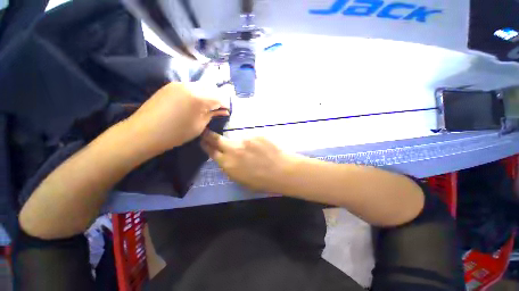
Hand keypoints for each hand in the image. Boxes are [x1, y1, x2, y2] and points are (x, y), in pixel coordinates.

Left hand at [126, 82, 229, 153]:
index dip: (225, 104)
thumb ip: (212, 115)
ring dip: (206, 94)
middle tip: (217, 109)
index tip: (226, 112)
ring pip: (200, 85)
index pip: (220, 97)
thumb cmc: (176, 133)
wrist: (144, 132)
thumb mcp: (199, 126)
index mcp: (199, 97)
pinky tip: (193, 103)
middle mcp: (190, 86)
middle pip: (211, 87)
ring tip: (205, 106)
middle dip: (217, 97)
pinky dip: (196, 93)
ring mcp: (178, 84)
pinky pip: (189, 86)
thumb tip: (224, 111)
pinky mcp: (170, 86)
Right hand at [201, 131, 301, 192]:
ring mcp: (244, 140)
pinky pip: (251, 138)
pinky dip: (254, 143)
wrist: (282, 171)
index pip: (211, 151)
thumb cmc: (263, 181)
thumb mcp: (242, 180)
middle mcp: (233, 150)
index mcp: (227, 164)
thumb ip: (231, 168)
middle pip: (216, 139)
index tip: (204, 140)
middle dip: (210, 136)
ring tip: (252, 152)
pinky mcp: (255, 135)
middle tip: (208, 133)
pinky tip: (262, 150)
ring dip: (240, 144)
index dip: (206, 145)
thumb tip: (227, 159)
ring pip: (236, 139)